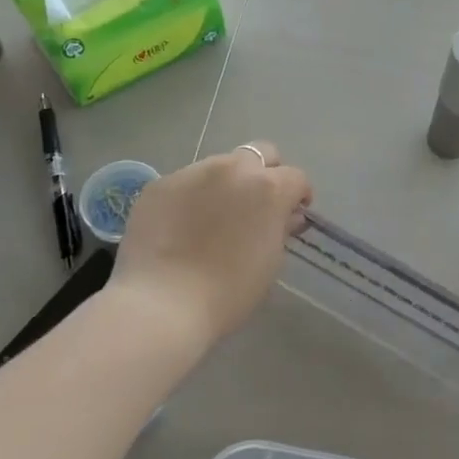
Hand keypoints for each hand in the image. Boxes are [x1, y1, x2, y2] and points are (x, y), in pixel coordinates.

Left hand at [111, 141, 311, 346]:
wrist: (161, 304)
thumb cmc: (228, 292)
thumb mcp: (270, 262)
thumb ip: (280, 229)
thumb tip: (284, 216)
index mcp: (268, 188)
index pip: (296, 177)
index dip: (297, 196)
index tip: (291, 216)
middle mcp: (233, 169)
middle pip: (260, 153)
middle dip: (266, 173)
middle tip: (257, 205)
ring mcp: (193, 172)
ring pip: (220, 165)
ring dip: (226, 183)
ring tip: (213, 217)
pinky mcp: (160, 184)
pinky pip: (185, 183)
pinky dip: (191, 197)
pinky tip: (181, 226)